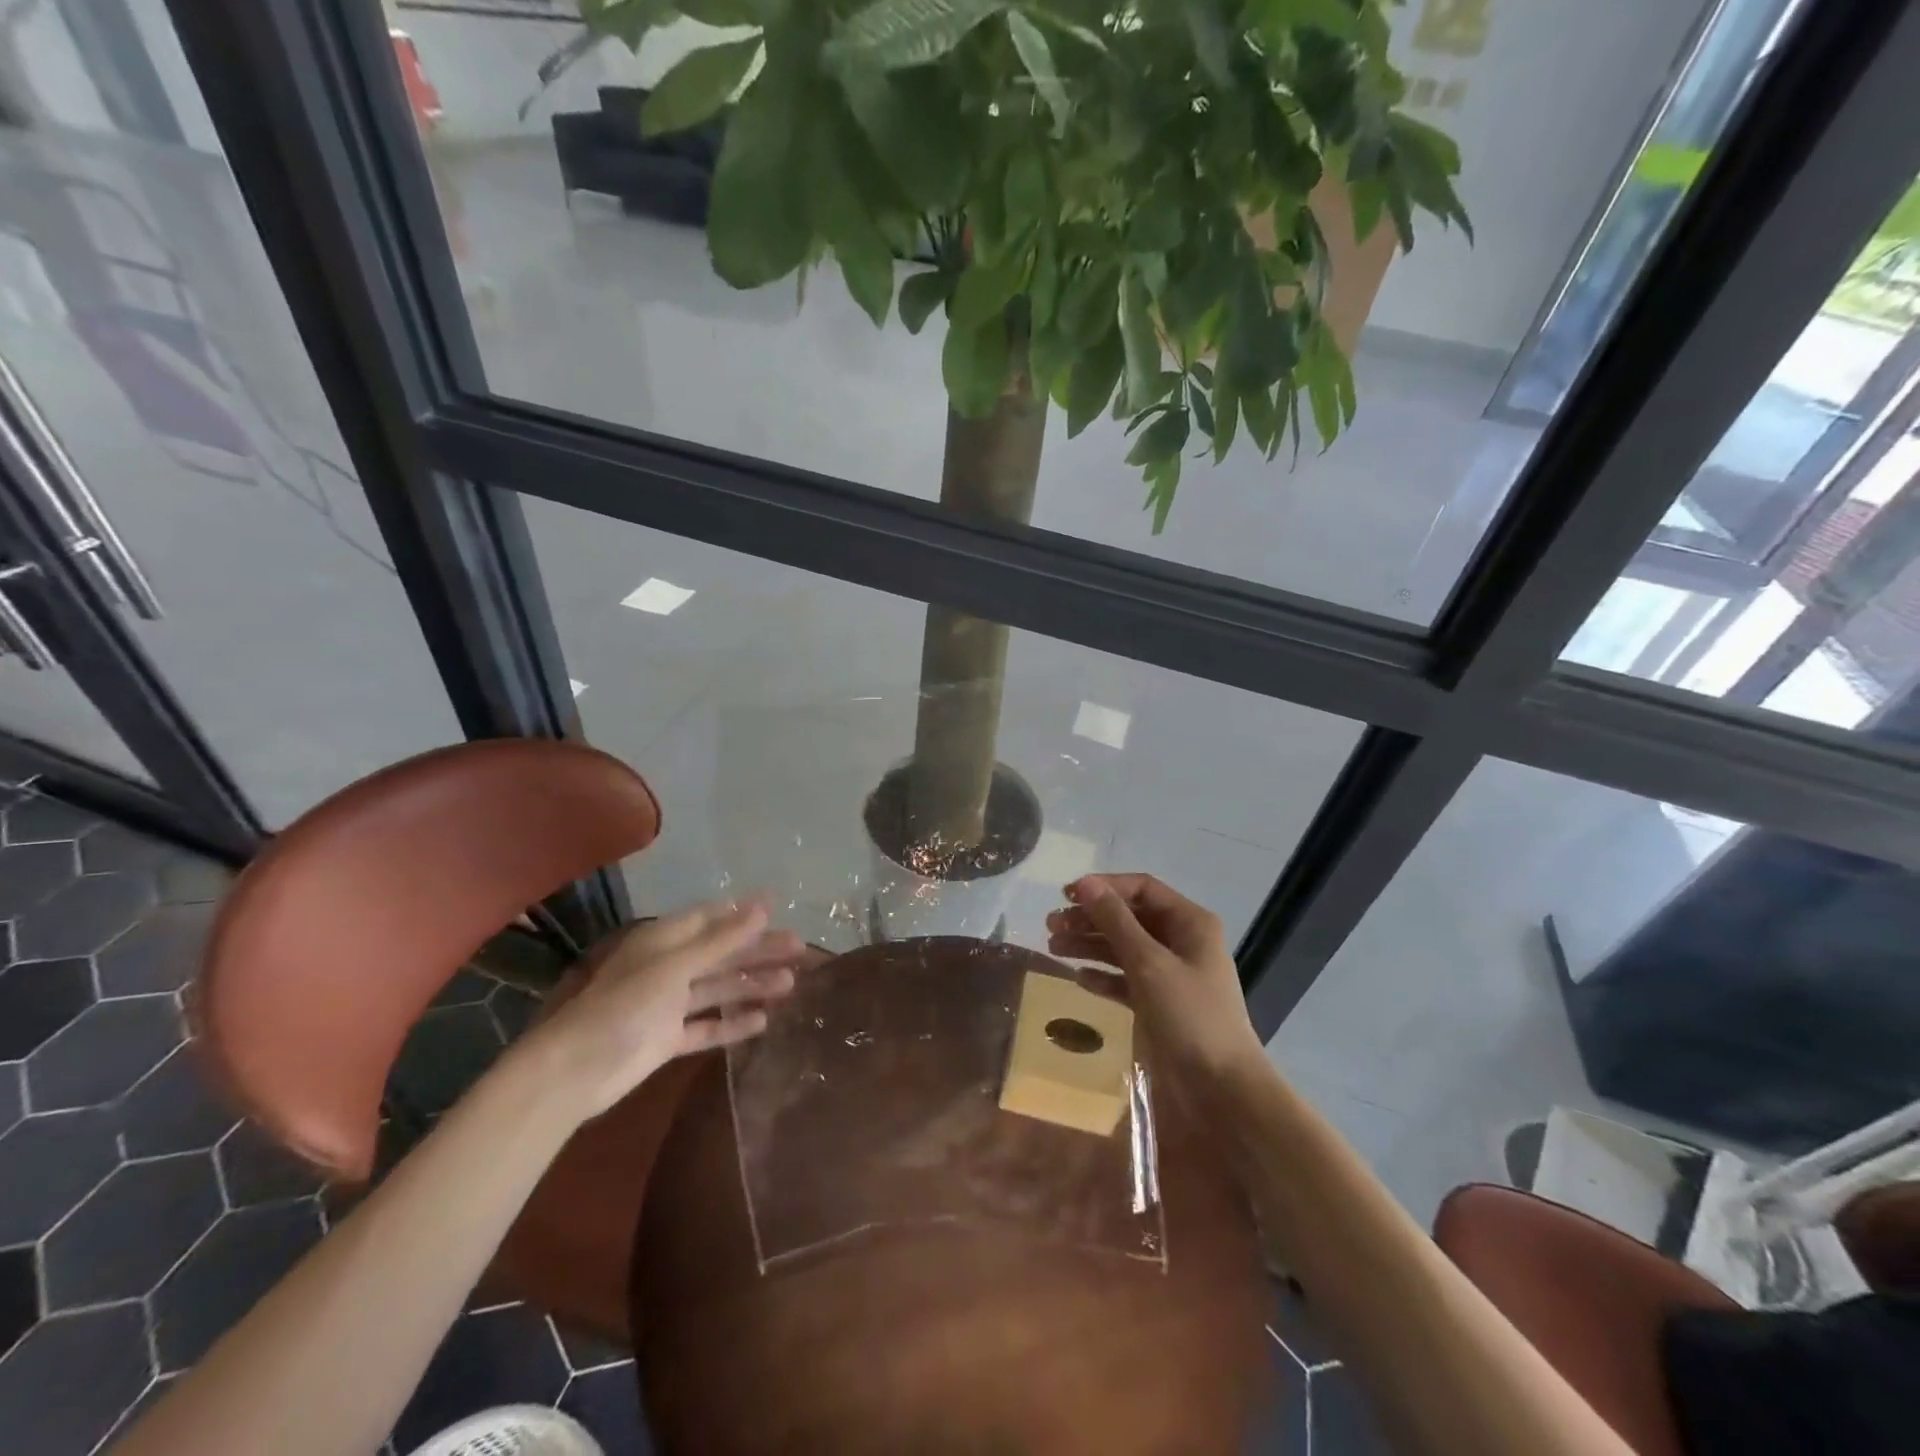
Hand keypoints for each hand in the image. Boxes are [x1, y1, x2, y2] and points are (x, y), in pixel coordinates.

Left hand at [511, 899, 802, 1118]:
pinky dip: (733, 1023)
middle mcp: (669, 966)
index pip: (711, 918)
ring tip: (790, 984)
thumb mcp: (677, 965)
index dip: (744, 913)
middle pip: (722, 953)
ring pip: (719, 989)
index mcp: (666, 940)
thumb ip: (722, 939)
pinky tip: (762, 1021)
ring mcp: (668, 1004)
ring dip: (752, 985)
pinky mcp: (668, 1038)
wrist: (577, 1069)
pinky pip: (708, 1026)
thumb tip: (763, 906)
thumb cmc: (626, 1005)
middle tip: (799, 949)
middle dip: (758, 950)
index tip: (779, 909)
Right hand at [1045, 874, 1264, 1081]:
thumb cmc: (1189, 1015)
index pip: (1142, 888)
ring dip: (1090, 945)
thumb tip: (1085, 883)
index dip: (1104, 887)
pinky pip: (1126, 980)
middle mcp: (1181, 942)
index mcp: (1189, 923)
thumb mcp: (1148, 963)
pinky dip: (1103, 977)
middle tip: (1051, 926)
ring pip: (1123, 948)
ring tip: (1053, 948)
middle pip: (1129, 918)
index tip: (1066, 896)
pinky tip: (1079, 979)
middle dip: (1091, 919)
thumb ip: (1115, 921)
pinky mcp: (1160, 1004)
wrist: (1221, 1090)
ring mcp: (1171, 975)